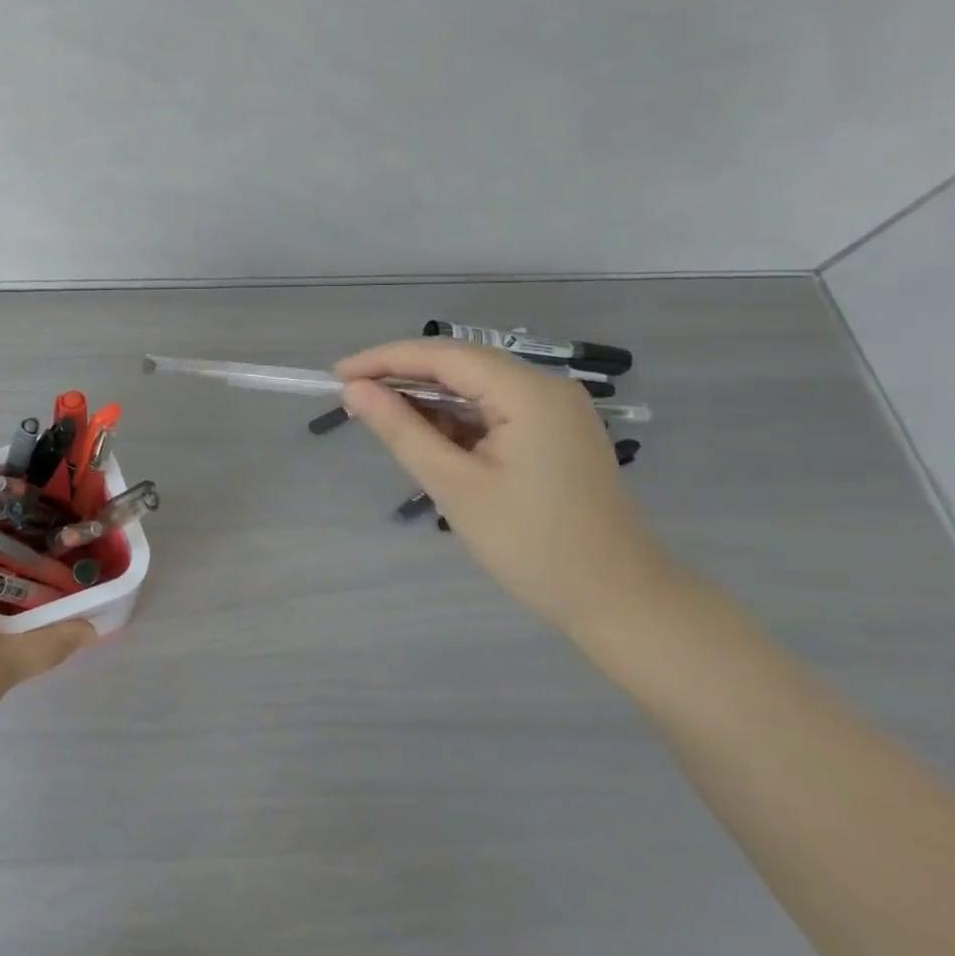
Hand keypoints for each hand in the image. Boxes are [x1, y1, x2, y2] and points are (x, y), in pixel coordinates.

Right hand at [336, 340, 676, 628]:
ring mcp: (554, 411)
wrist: (618, 600)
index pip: (444, 355)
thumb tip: (354, 390)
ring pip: (475, 388)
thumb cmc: (532, 545)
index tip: (336, 374)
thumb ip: (402, 431)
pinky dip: (455, 421)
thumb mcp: (455, 486)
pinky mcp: (554, 434)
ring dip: (428, 401)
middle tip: (351, 397)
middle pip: (460, 365)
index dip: (385, 359)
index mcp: (529, 393)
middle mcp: (546, 388)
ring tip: (380, 420)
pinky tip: (426, 439)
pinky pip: (493, 411)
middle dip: (403, 377)